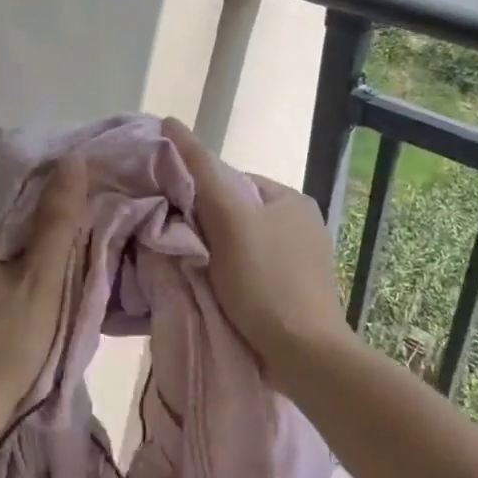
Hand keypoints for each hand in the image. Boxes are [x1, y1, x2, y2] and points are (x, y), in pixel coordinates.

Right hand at [161, 119, 349, 376]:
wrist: (305, 355)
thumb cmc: (264, 281)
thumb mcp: (228, 219)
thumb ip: (200, 172)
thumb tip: (171, 122)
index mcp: (291, 198)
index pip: (231, 181)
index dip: (198, 194)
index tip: (173, 217)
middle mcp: (302, 223)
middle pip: (237, 214)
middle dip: (206, 227)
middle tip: (178, 247)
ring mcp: (304, 261)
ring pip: (243, 245)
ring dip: (217, 254)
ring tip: (193, 272)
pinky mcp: (299, 293)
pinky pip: (255, 273)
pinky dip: (234, 278)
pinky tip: (219, 293)